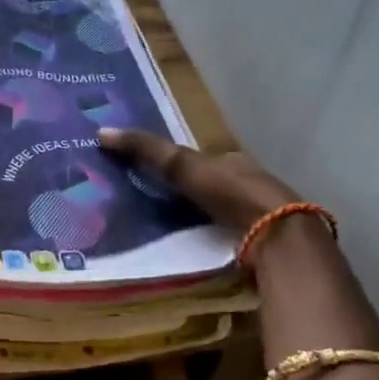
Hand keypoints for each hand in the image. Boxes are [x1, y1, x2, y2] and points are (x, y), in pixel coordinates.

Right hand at [96, 127, 302, 230]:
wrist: (278, 234)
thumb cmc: (231, 190)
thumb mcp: (183, 165)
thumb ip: (146, 149)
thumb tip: (101, 132)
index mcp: (230, 160)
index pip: (198, 158)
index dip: (174, 163)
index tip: (148, 172)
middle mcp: (244, 182)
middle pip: (208, 185)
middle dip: (185, 192)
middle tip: (151, 201)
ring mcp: (254, 215)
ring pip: (218, 212)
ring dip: (195, 218)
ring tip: (163, 229)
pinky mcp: (257, 244)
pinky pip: (225, 236)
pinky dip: (208, 239)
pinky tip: (191, 247)